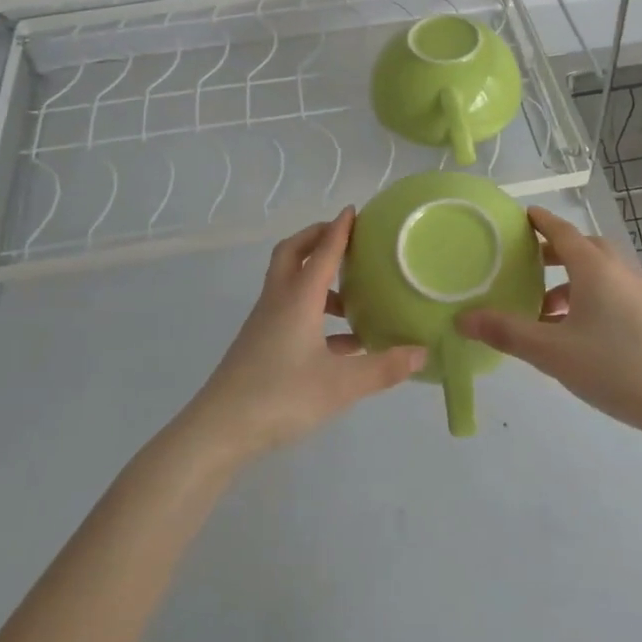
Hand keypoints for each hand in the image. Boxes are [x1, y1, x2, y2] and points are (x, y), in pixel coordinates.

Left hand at [187, 209, 424, 463]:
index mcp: (298, 299)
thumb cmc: (281, 396)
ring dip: (318, 280)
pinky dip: (314, 313)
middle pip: (293, 254)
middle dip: (317, 239)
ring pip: (290, 284)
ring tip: (353, 299)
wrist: (219, 431)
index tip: (354, 210)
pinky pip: (290, 313)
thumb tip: (423, 353)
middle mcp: (279, 301)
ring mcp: (266, 323)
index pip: (322, 252)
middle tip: (345, 240)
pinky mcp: (261, 345)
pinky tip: (341, 343)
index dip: (339, 230)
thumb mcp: (341, 385)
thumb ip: (383, 368)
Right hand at [456, 206, 641, 442]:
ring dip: (568, 280)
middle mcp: (618, 271)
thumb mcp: (552, 352)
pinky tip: (572, 332)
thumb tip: (462, 318)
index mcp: (594, 268)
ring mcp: (637, 293)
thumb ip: (507, 332)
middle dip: (552, 252)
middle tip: (524, 262)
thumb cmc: (615, 367)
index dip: (540, 222)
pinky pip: (610, 292)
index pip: (562, 231)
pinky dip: (586, 298)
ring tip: (542, 308)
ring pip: (597, 273)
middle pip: (582, 248)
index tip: (521, 216)